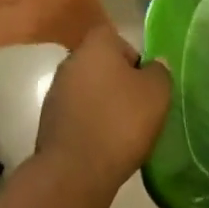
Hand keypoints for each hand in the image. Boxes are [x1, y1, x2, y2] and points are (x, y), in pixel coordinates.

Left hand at [34, 27, 170, 200]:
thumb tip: (154, 64)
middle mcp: (71, 60)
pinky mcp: (49, 118)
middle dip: (118, 81)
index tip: (144, 82)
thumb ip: (159, 72)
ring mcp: (56, 89)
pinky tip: (102, 142)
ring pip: (88, 88)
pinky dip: (89, 121)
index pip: (116, 37)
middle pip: (101, 63)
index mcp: (95, 45)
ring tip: (121, 129)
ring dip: (103, 102)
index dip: (133, 57)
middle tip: (138, 107)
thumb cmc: (120, 122)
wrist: (75, 169)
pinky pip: (77, 111)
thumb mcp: (156, 93)